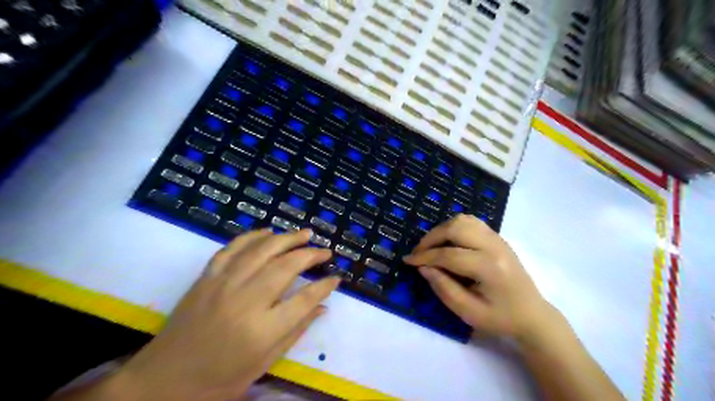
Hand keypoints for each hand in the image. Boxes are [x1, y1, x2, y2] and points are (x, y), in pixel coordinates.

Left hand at [118, 228, 339, 400]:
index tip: (336, 278)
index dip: (324, 286)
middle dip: (311, 255)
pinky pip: (232, 248)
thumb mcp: (264, 364)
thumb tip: (323, 307)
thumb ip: (296, 331)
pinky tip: (268, 232)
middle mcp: (245, 300)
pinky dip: (252, 236)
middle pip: (286, 267)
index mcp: (262, 330)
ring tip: (305, 233)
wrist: (162, 381)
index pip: (304, 299)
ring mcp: (224, 284)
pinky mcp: (207, 277)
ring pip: (262, 250)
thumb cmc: (219, 379)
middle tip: (326, 251)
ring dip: (287, 238)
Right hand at [404, 214, 547, 343]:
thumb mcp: (468, 312)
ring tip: (431, 246)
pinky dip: (454, 226)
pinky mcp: (497, 237)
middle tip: (418, 252)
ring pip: (462, 220)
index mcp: (488, 267)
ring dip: (442, 229)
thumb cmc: (500, 318)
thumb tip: (423, 268)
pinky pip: (471, 222)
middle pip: (455, 228)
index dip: (424, 257)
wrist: (532, 314)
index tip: (407, 260)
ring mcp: (497, 238)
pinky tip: (448, 240)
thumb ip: (444, 288)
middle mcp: (494, 246)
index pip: (448, 255)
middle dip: (431, 238)